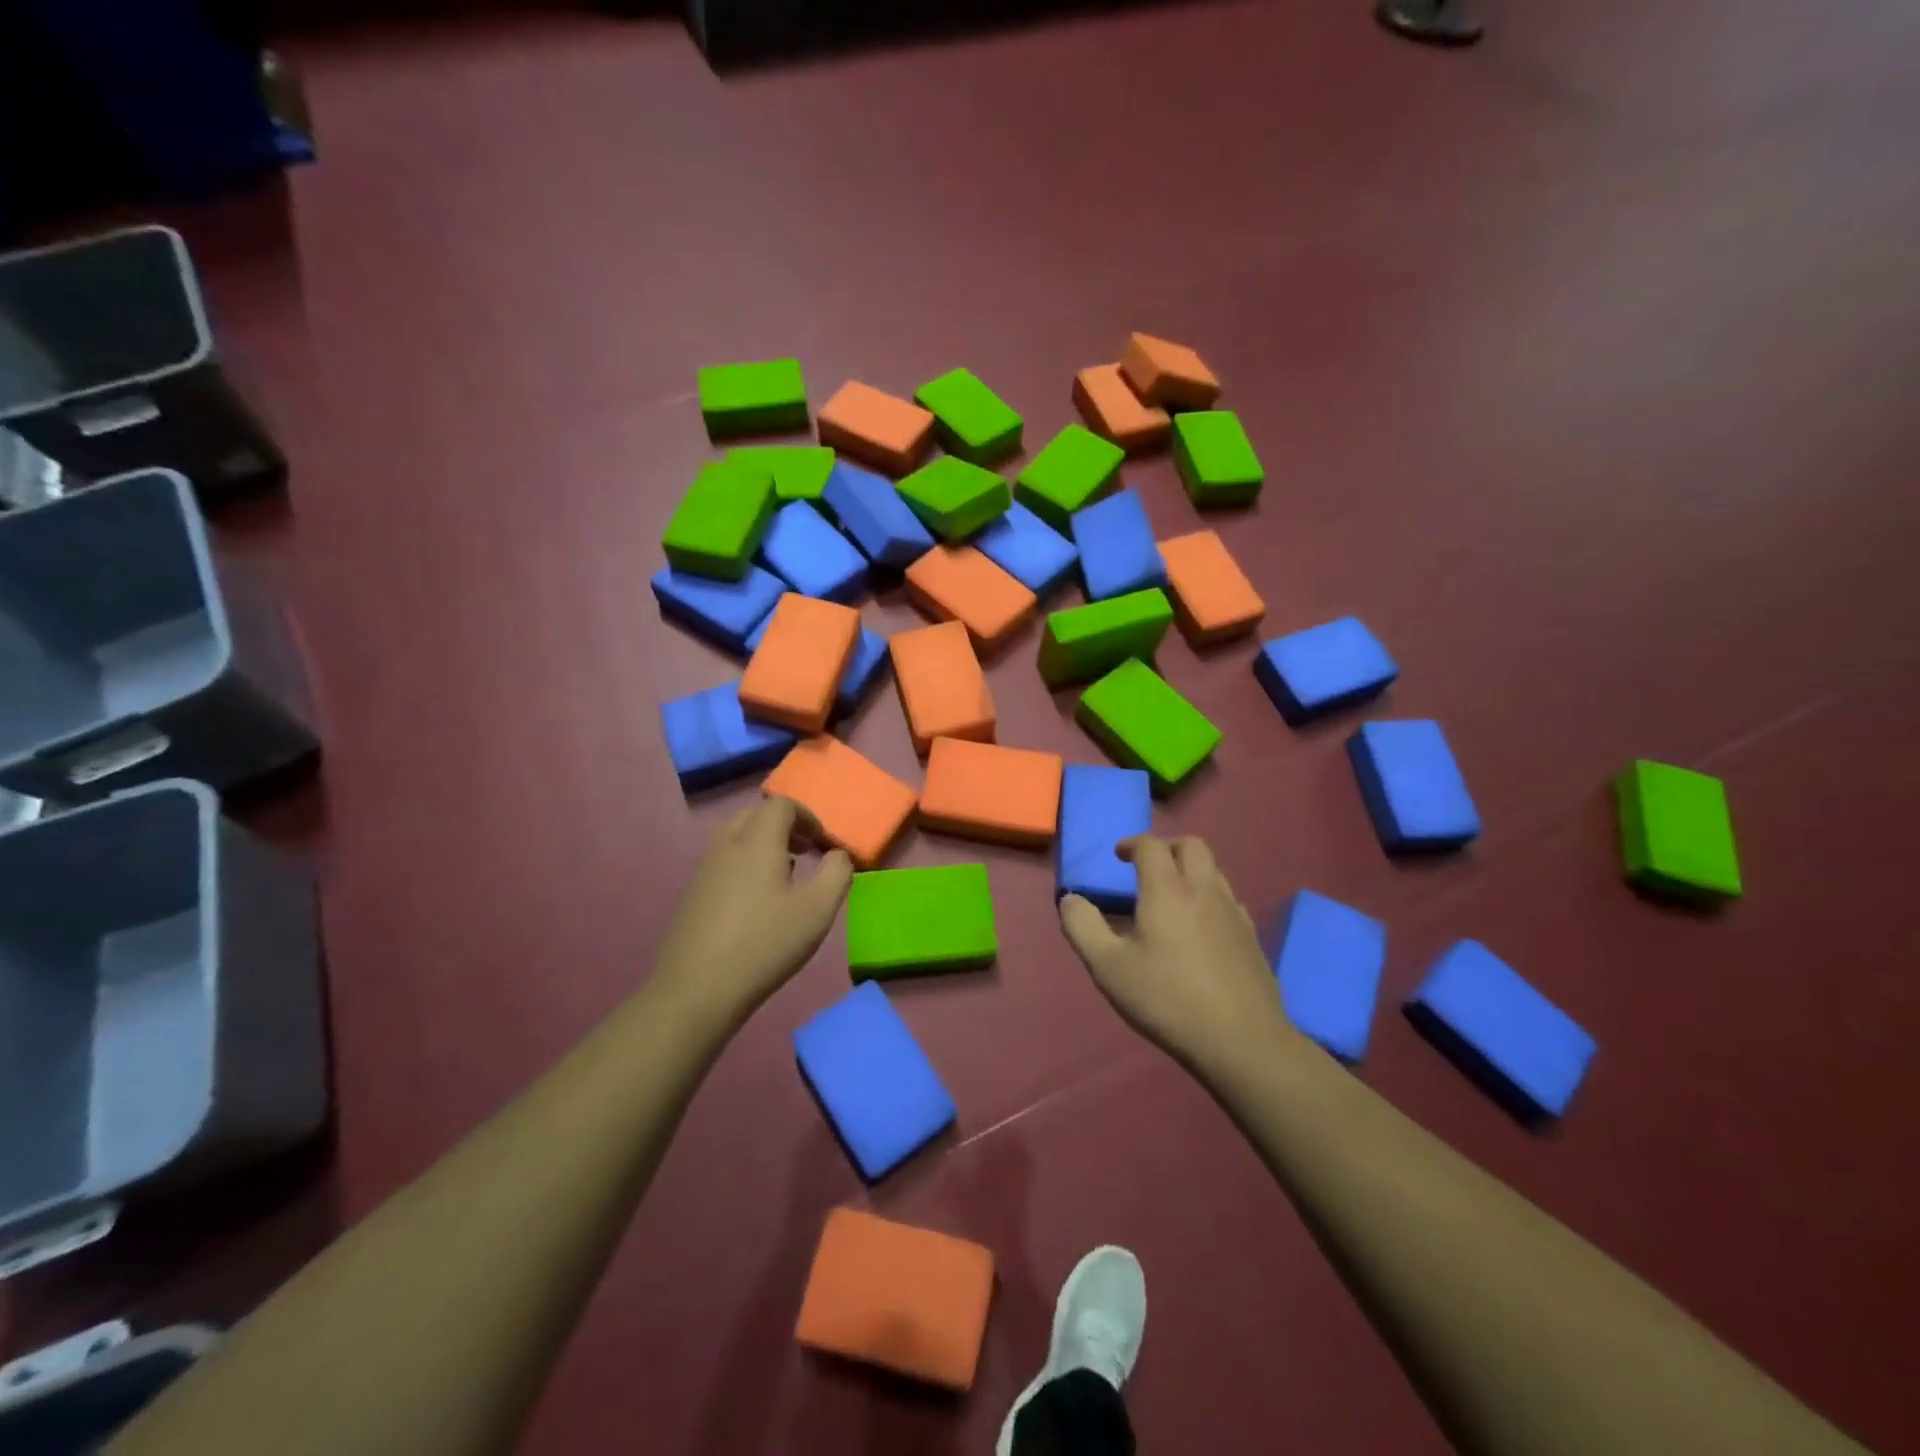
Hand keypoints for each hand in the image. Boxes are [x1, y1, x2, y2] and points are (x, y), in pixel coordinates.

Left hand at [653, 797, 852, 1025]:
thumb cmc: (765, 943)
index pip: (781, 804)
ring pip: (736, 836)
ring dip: (763, 843)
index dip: (806, 816)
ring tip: (785, 873)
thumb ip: (837, 873)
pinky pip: (723, 859)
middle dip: (784, 824)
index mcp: (757, 840)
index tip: (822, 841)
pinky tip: (757, 899)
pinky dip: (745, 862)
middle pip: (755, 814)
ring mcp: (704, 868)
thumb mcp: (818, 910)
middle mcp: (727, 844)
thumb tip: (838, 854)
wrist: (697, 989)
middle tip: (805, 849)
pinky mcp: (692, 893)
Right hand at [1059, 836, 1302, 1076]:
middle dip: (1167, 847)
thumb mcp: (1108, 967)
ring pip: (1214, 871)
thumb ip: (1082, 927)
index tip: (1119, 856)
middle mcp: (1204, 890)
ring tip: (1170, 898)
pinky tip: (1198, 928)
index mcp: (1168, 890)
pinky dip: (1209, 898)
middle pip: (1192, 846)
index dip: (1132, 844)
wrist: (1241, 1041)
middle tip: (1147, 867)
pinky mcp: (1252, 937)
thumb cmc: (1167, 999)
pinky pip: (1228, 900)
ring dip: (1189, 870)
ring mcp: (1233, 913)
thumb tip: (1070, 899)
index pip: (1151, 846)